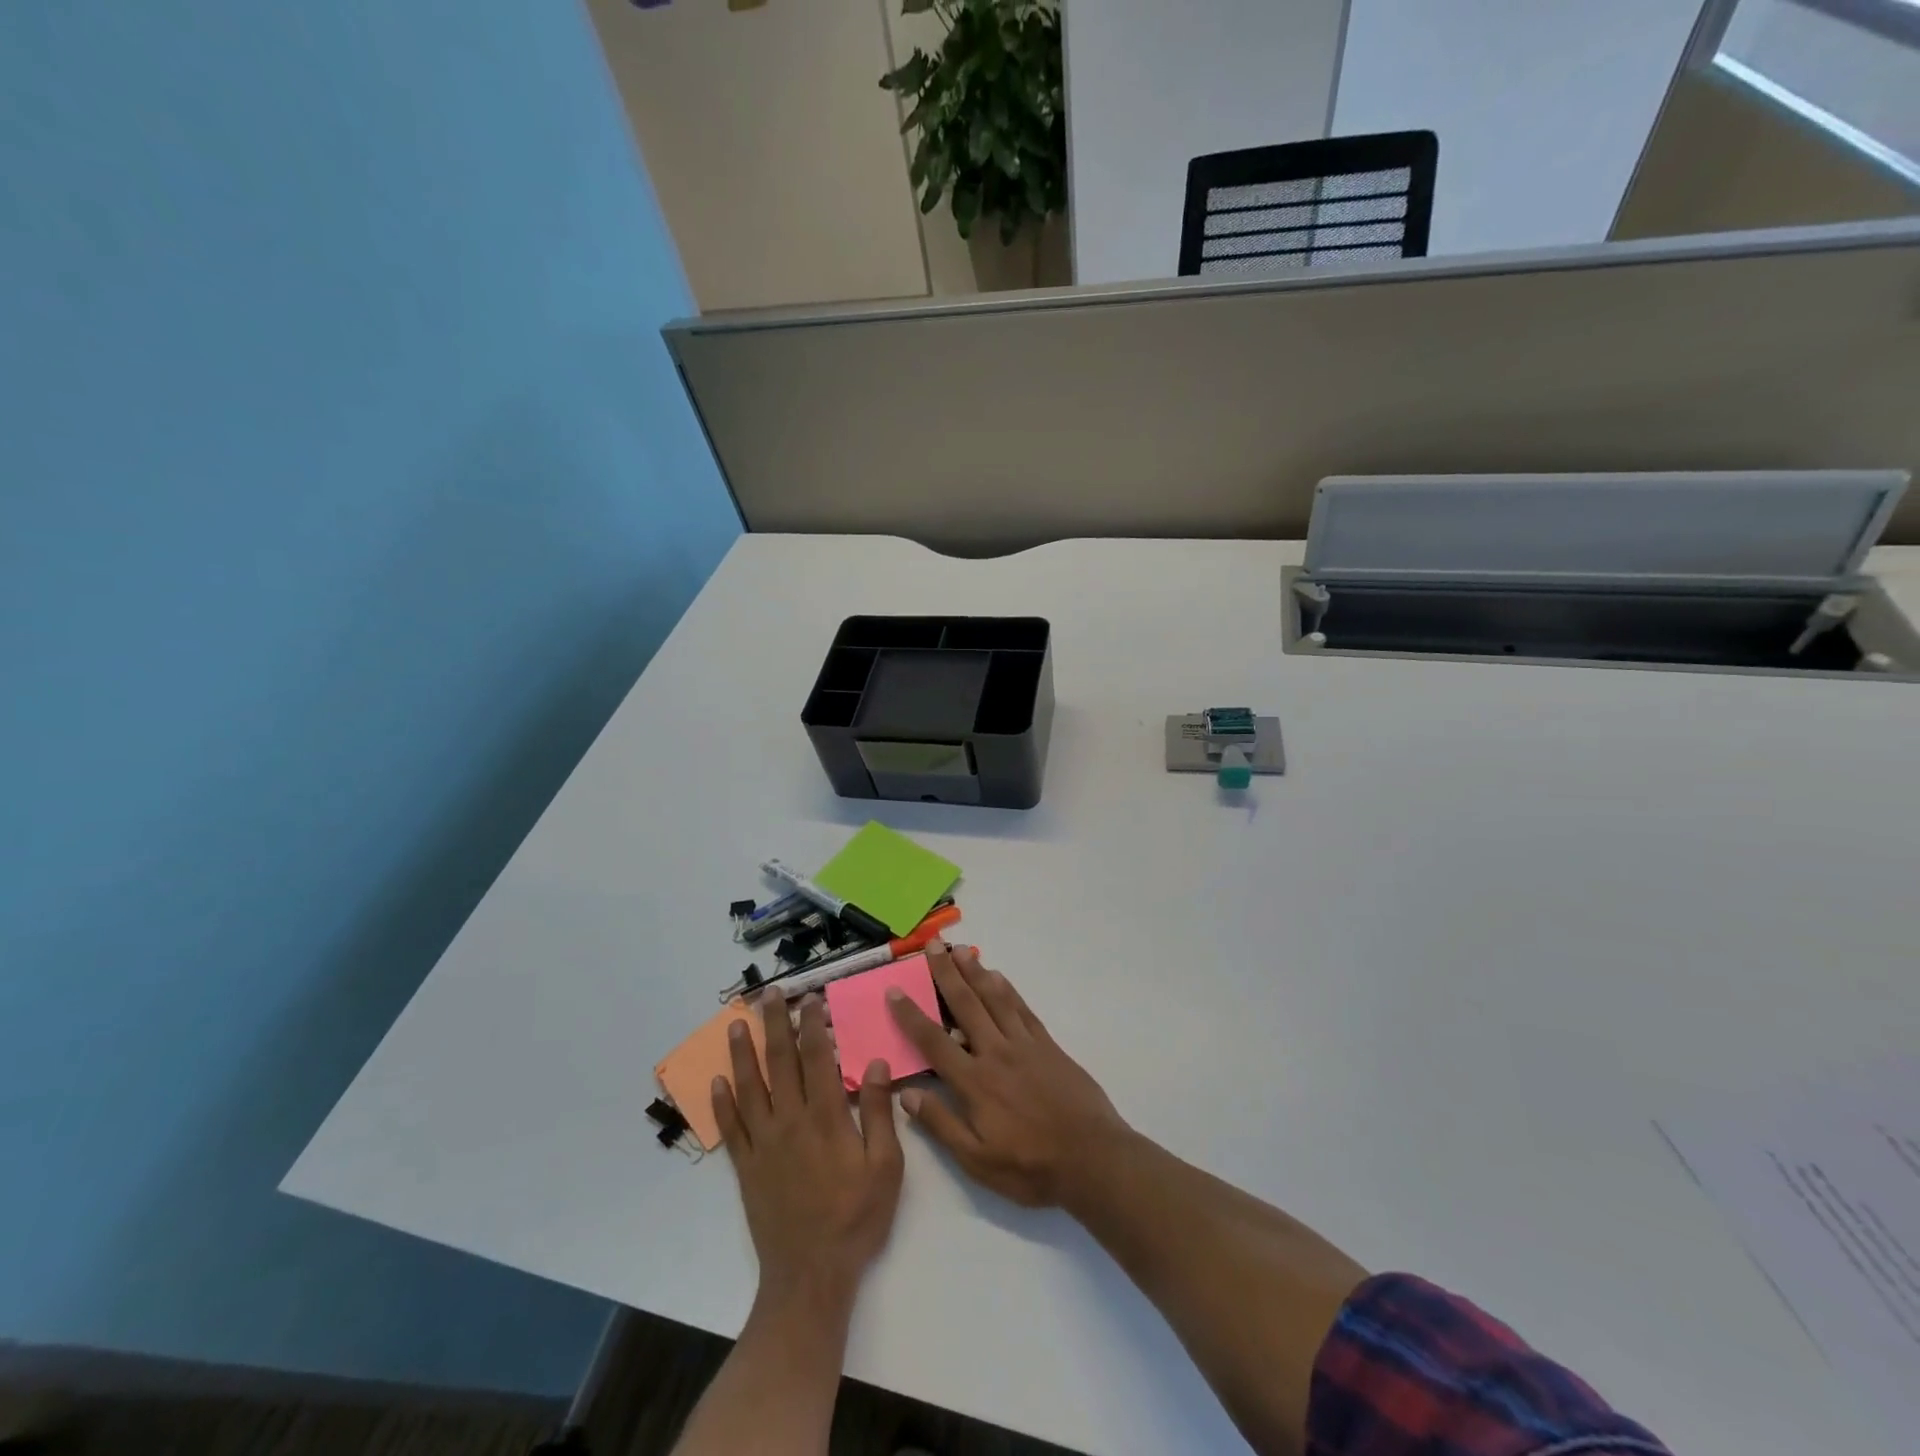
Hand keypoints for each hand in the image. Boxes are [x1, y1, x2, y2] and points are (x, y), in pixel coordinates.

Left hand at [713, 991, 903, 1304]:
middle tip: (770, 993)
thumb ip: (881, 1114)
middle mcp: (790, 1122)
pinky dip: (723, 1103)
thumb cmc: (856, 1219)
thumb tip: (876, 1063)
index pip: (817, 1059)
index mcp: (826, 1119)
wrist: (810, 1276)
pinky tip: (717, 1081)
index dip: (813, 1025)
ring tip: (737, 1024)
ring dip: (743, 1053)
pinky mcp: (747, 1167)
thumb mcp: (886, 1168)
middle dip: (776, 1024)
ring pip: (750, 1088)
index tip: (811, 997)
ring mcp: (764, 1144)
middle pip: (780, 1062)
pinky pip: (731, 1128)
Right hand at [887, 942, 1128, 1207]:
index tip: (894, 990)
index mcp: (974, 1082)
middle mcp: (996, 1053)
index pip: (934, 1041)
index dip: (911, 1015)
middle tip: (932, 946)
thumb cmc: (1030, 1167)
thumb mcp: (977, 1161)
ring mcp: (1024, 1044)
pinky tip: (998, 976)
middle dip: (945, 974)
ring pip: (994, 998)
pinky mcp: (1047, 1044)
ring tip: (961, 949)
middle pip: (965, 1005)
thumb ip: (941, 1125)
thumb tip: (906, 1095)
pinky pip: (1022, 1008)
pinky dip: (1008, 989)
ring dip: (975, 971)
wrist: (1092, 1157)